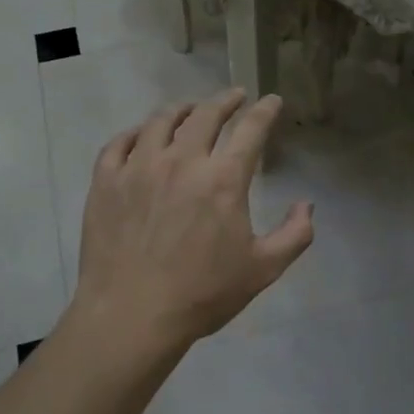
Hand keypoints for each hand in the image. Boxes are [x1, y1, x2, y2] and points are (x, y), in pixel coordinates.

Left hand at [72, 89, 313, 360]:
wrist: (131, 316)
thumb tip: (307, 204)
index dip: (265, 111)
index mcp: (223, 179)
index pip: (250, 130)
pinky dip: (135, 132)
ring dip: (181, 109)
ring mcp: (138, 168)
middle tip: (235, 97)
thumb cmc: (202, 294)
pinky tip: (142, 135)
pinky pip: (119, 143)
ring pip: (160, 121)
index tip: (272, 100)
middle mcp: (181, 162)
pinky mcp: (106, 182)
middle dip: (225, 100)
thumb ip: (295, 235)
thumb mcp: (263, 270)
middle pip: (205, 115)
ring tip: (189, 109)